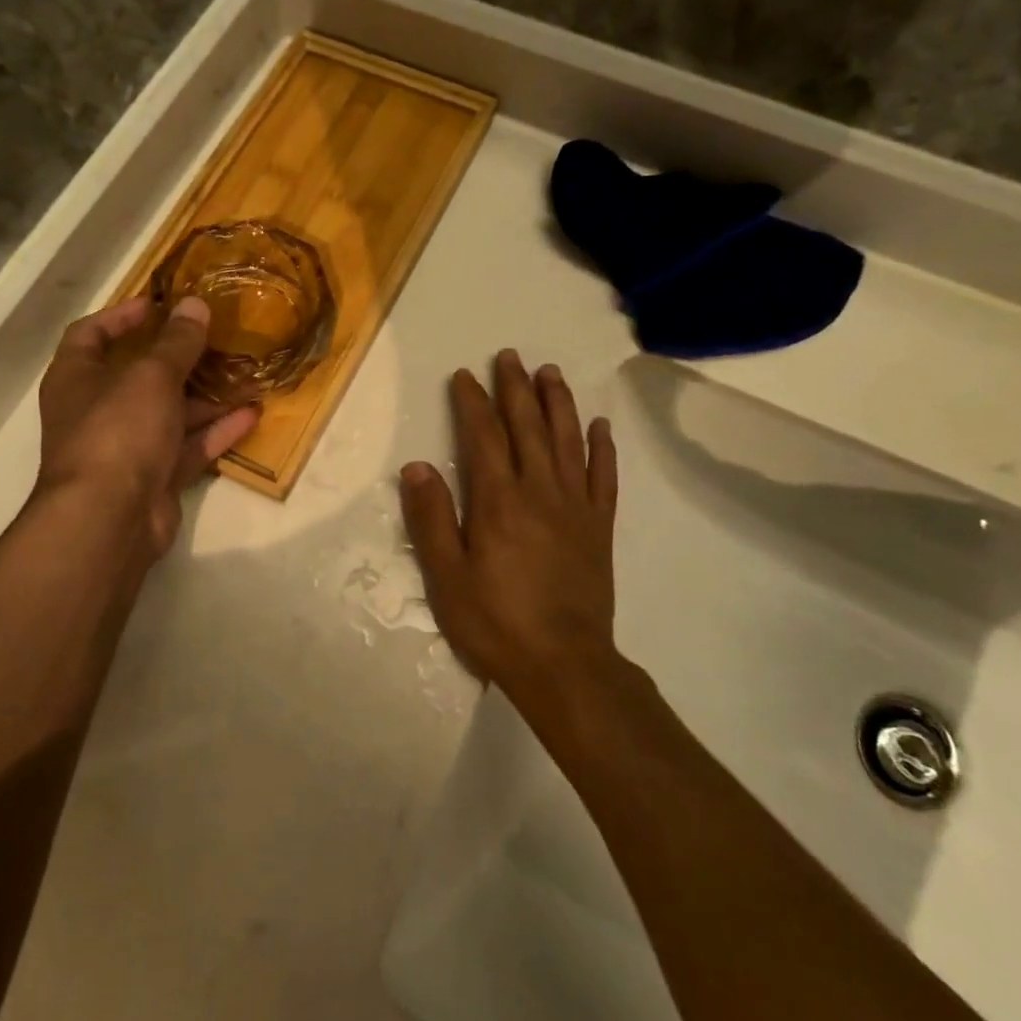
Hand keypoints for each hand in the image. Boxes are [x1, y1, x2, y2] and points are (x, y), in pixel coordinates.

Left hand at [34, 296, 259, 557]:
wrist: (109, 519)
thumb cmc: (119, 430)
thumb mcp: (151, 376)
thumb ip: (177, 341)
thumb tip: (195, 304)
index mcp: (77, 377)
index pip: (91, 334)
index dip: (122, 315)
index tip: (159, 303)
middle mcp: (98, 409)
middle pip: (139, 375)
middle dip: (178, 357)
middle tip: (215, 338)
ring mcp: (127, 446)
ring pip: (170, 412)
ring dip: (206, 396)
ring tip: (246, 375)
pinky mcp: (154, 476)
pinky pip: (188, 446)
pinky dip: (216, 431)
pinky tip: (251, 414)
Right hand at [399, 350, 618, 700]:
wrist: (565, 665)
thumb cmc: (496, 622)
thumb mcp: (447, 576)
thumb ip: (432, 518)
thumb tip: (416, 466)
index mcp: (499, 500)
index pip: (483, 435)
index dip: (472, 401)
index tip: (465, 376)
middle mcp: (540, 491)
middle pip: (528, 426)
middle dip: (516, 388)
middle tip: (509, 356)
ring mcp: (575, 506)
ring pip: (567, 440)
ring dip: (558, 403)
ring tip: (550, 372)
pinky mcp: (599, 526)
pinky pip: (603, 477)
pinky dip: (603, 447)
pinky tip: (600, 425)